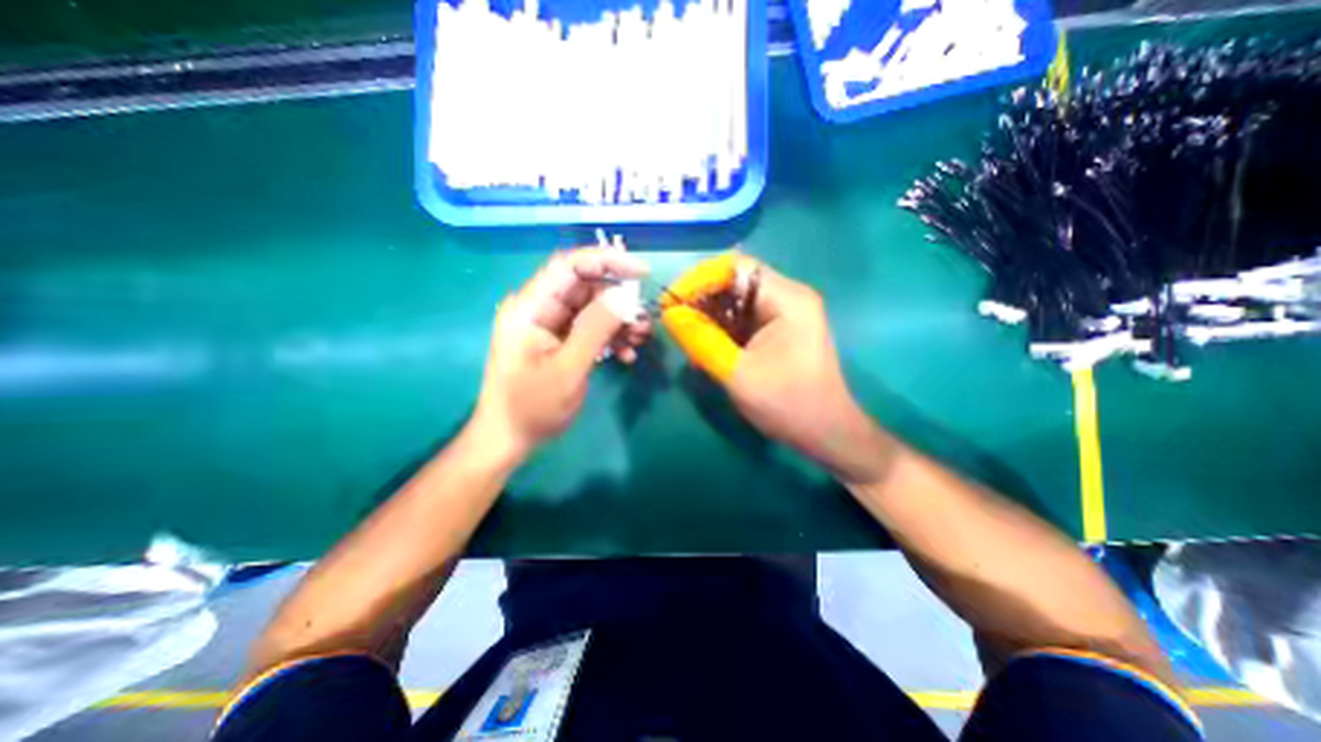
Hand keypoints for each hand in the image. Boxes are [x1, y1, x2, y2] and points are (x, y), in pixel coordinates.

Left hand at [472, 246, 652, 459]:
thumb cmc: (532, 406)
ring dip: (619, 322)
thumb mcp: (569, 368)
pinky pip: (590, 329)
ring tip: (639, 340)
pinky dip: (610, 338)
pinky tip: (625, 355)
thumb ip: (595, 328)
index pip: (570, 265)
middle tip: (642, 321)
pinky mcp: (559, 341)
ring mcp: (549, 325)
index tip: (642, 273)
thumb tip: (623, 295)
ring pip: (593, 309)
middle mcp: (539, 308)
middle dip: (619, 301)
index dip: (607, 261)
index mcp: (531, 307)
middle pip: (586, 288)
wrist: (510, 439)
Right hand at [659, 254, 885, 486]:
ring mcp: (785, 313)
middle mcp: (788, 297)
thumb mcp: (737, 373)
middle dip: (701, 299)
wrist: (825, 432)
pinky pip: (742, 318)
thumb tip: (670, 315)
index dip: (698, 279)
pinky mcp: (779, 329)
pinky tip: (707, 347)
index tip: (670, 302)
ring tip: (688, 338)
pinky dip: (721, 328)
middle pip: (734, 281)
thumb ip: (701, 340)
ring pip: (735, 301)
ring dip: (709, 316)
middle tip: (675, 322)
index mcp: (787, 299)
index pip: (735, 267)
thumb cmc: (788, 404)